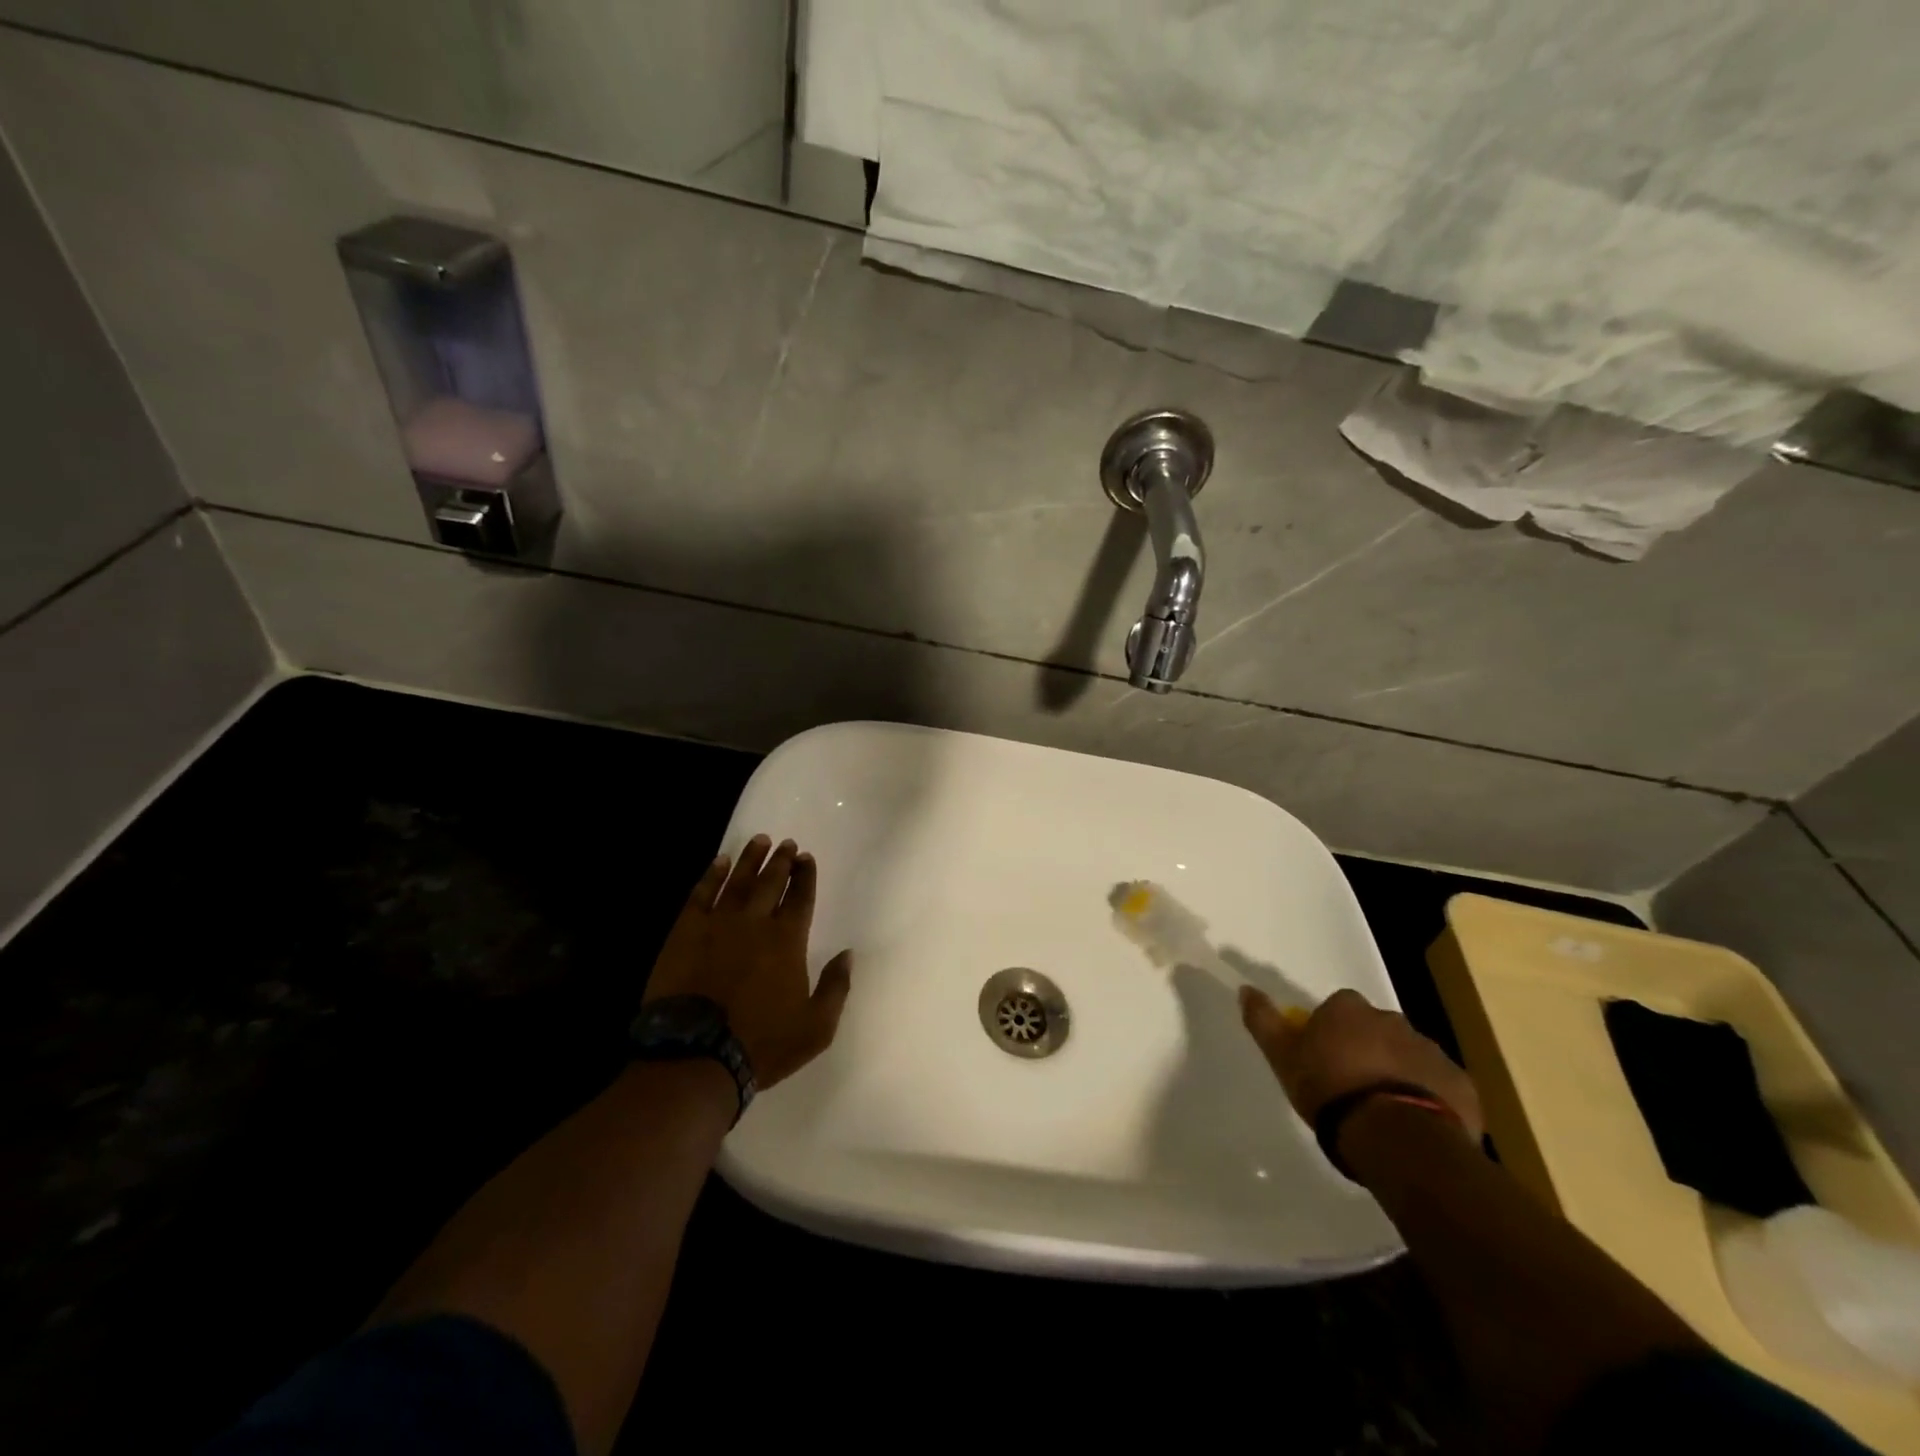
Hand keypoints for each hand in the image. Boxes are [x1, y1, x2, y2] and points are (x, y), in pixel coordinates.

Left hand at [643, 835, 852, 1089]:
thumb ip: (836, 987)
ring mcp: (717, 924)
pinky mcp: (685, 933)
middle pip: (770, 882)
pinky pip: (701, 895)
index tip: (807, 858)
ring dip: (750, 859)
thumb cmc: (762, 1044)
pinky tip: (718, 862)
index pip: (801, 897)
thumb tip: (848, 954)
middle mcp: (755, 923)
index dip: (806, 876)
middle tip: (787, 844)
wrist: (695, 1056)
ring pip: (737, 881)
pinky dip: (711, 875)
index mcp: (788, 941)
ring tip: (759, 840)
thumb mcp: (816, 1027)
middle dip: (781, 861)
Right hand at [1239, 986, 1483, 1141]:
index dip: (1330, 1032)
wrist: (1397, 1138)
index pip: (1337, 1009)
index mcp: (1349, 1009)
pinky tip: (1415, 1124)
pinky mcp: (1461, 1084)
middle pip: (1375, 1029)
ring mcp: (1431, 1050)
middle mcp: (1392, 1019)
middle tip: (1353, 1086)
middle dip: (1367, 1050)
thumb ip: (1264, 1021)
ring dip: (1398, 1073)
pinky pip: (1441, 1085)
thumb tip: (1246, 989)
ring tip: (1384, 1111)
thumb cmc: (1332, 1091)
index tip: (1323, 1059)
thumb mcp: (1284, 1057)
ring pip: (1409, 1056)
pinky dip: (1430, 1098)